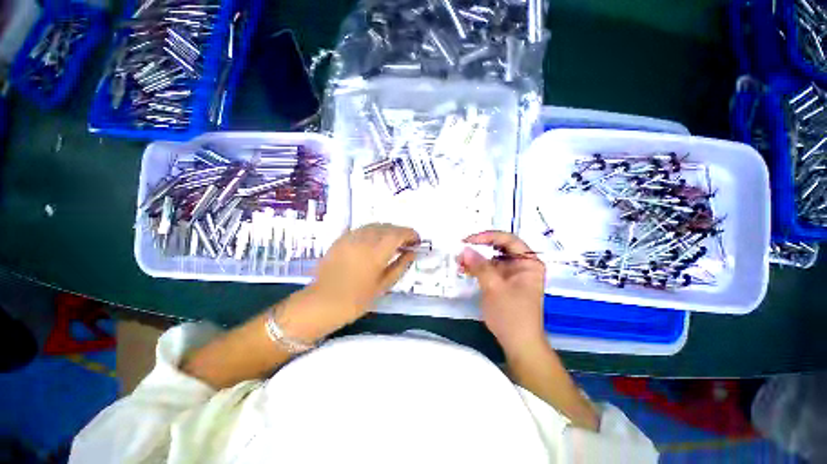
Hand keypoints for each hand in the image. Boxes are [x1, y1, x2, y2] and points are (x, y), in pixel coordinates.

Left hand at [308, 223, 419, 325]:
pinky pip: (362, 229)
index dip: (411, 234)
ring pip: (375, 225)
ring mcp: (351, 237)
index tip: (417, 241)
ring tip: (391, 242)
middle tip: (406, 243)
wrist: (323, 302)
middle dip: (400, 232)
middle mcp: (364, 239)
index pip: (399, 234)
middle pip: (388, 227)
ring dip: (387, 230)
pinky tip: (374, 241)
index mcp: (377, 252)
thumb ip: (400, 266)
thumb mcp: (384, 285)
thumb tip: (412, 253)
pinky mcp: (341, 238)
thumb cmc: (357, 299)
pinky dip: (373, 231)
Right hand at [458, 231, 545, 354]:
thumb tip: (464, 249)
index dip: (487, 236)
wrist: (518, 344)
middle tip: (461, 249)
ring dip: (476, 259)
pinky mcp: (504, 282)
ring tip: (459, 261)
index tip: (468, 240)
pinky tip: (465, 269)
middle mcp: (522, 265)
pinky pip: (489, 269)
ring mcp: (513, 274)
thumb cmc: (511, 314)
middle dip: (479, 248)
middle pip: (499, 248)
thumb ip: (479, 266)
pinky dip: (477, 268)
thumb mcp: (494, 287)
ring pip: (492, 258)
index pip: (508, 239)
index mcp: (528, 262)